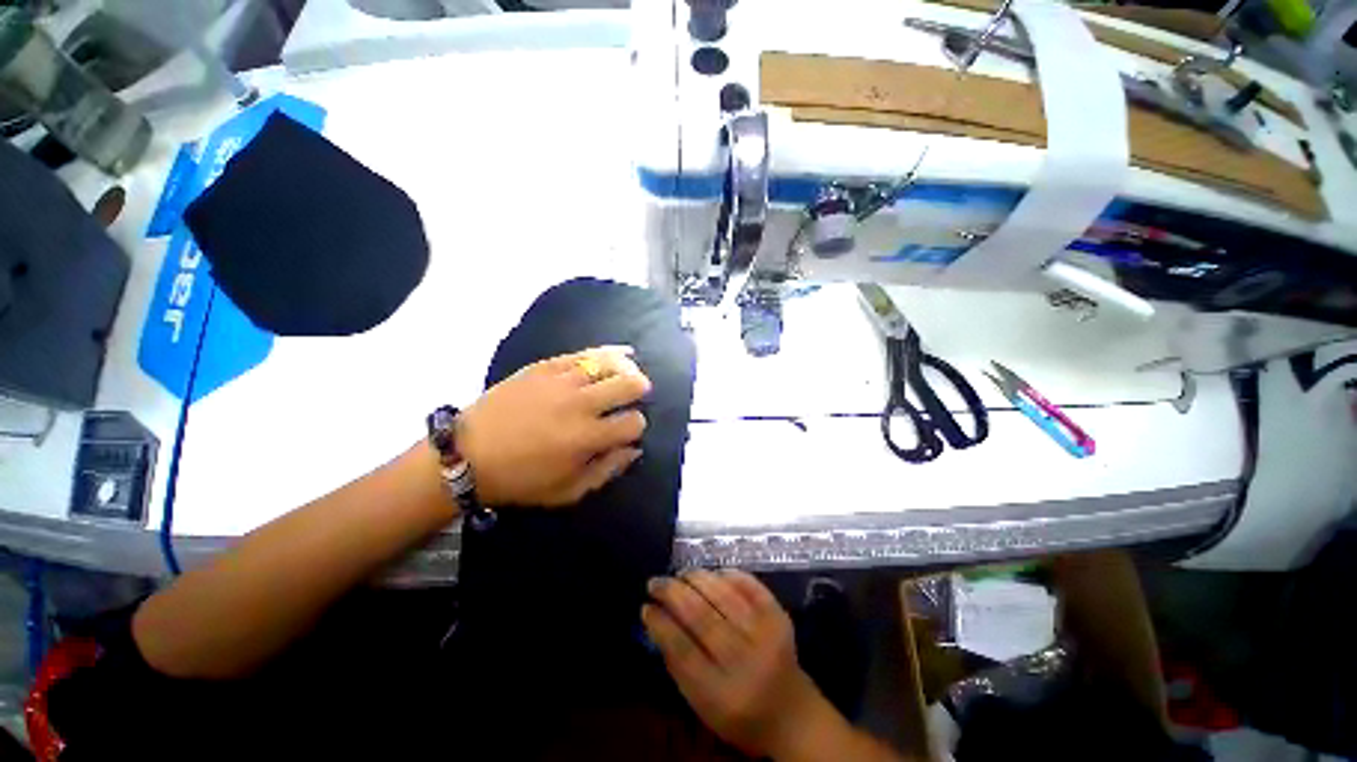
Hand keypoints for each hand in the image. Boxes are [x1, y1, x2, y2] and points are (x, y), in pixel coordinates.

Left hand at [458, 346, 650, 506]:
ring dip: (627, 368)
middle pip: (629, 385)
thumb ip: (607, 470)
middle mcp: (580, 404)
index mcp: (587, 438)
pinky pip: (584, 353)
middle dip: (640, 389)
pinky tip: (620, 351)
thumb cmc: (520, 479)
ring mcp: (562, 381)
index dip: (637, 426)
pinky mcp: (545, 366)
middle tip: (638, 393)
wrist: (467, 453)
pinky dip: (607, 351)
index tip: (628, 430)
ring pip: (610, 363)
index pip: (633, 422)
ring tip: (629, 372)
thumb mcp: (567, 491)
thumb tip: (634, 449)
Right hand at [642, 570, 834, 758]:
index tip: (645, 606)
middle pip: (702, 617)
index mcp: (721, 694)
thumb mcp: (701, 704)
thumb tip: (654, 617)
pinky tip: (711, 573)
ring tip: (680, 574)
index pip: (683, 650)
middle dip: (673, 592)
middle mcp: (745, 662)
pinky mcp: (779, 616)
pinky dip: (727, 574)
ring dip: (696, 578)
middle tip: (656, 581)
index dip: (661, 623)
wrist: (792, 713)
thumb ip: (677, 663)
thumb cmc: (738, 712)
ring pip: (724, 595)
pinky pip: (749, 585)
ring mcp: (766, 635)